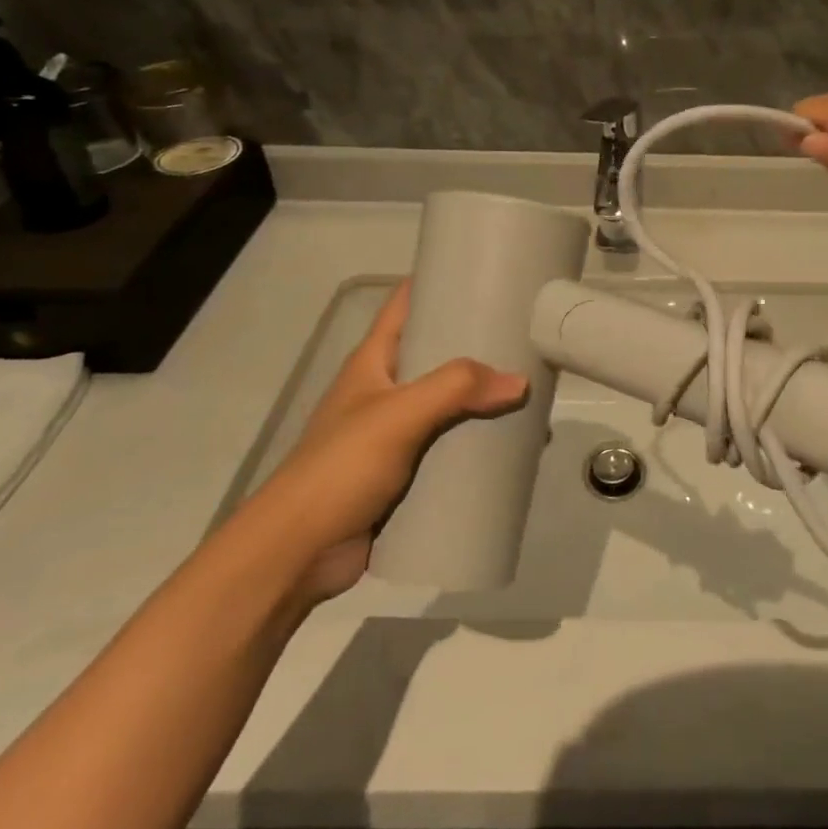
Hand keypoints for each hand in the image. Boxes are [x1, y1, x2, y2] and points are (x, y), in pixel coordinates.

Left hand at [254, 282, 526, 601]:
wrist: (297, 554)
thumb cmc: (340, 467)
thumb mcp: (399, 414)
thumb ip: (457, 389)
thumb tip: (521, 381)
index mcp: (373, 362)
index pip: (406, 305)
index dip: (439, 283)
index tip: (486, 273)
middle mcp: (385, 390)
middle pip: (437, 354)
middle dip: (478, 345)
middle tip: (526, 335)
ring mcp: (395, 433)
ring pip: (448, 403)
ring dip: (483, 399)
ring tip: (530, 392)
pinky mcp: (405, 472)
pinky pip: (449, 446)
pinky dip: (477, 442)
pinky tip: (511, 445)